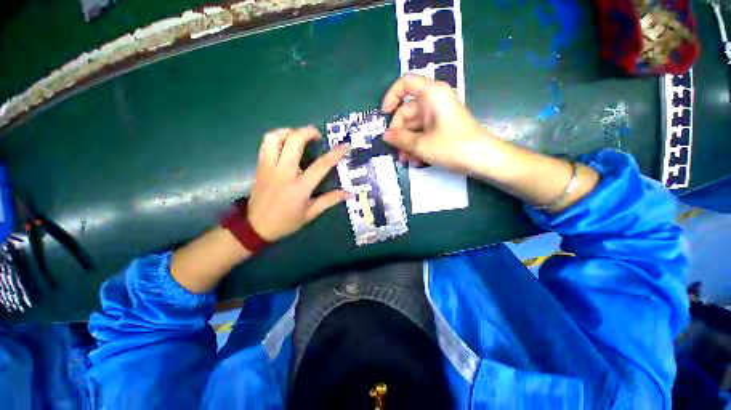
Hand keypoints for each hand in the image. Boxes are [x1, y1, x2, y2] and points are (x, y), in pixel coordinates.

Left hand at [247, 126, 348, 241]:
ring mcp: (269, 167)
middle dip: (308, 132)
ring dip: (289, 131)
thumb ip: (329, 200)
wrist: (255, 226)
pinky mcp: (260, 165)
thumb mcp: (310, 214)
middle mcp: (284, 173)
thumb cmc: (286, 222)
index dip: (335, 154)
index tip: (344, 145)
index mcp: (299, 187)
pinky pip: (266, 143)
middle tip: (317, 136)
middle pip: (294, 141)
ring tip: (299, 135)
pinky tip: (285, 142)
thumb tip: (349, 193)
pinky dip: (277, 137)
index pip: (321, 166)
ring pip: (275, 137)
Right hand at [381, 74, 498, 172]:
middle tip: (396, 152)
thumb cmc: (452, 147)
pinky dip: (417, 145)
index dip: (391, 96)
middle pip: (407, 111)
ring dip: (407, 143)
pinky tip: (417, 161)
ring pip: (414, 126)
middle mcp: (434, 101)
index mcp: (431, 94)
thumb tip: (385, 135)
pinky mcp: (442, 127)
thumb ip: (400, 138)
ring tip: (406, 160)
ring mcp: (438, 115)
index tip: (384, 115)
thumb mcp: (421, 144)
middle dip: (399, 133)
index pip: (406, 83)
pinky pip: (423, 133)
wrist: (483, 159)